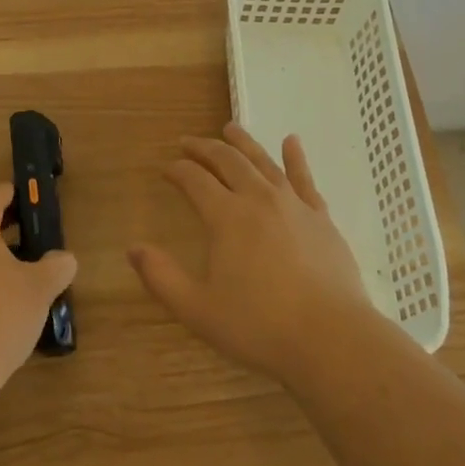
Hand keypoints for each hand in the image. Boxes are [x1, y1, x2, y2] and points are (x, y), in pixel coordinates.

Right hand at [129, 123, 372, 385]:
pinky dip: (295, 157)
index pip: (194, 180)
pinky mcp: (321, 217)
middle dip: (204, 148)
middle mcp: (257, 198)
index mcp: (225, 216)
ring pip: (263, 161)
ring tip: (229, 128)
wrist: (330, 337)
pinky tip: (291, 142)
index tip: (166, 168)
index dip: (177, 170)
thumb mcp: (198, 310)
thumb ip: (162, 277)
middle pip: (227, 161)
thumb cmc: (259, 326)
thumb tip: (133, 249)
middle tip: (188, 142)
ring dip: (243, 142)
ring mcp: (292, 204)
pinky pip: (304, 178)